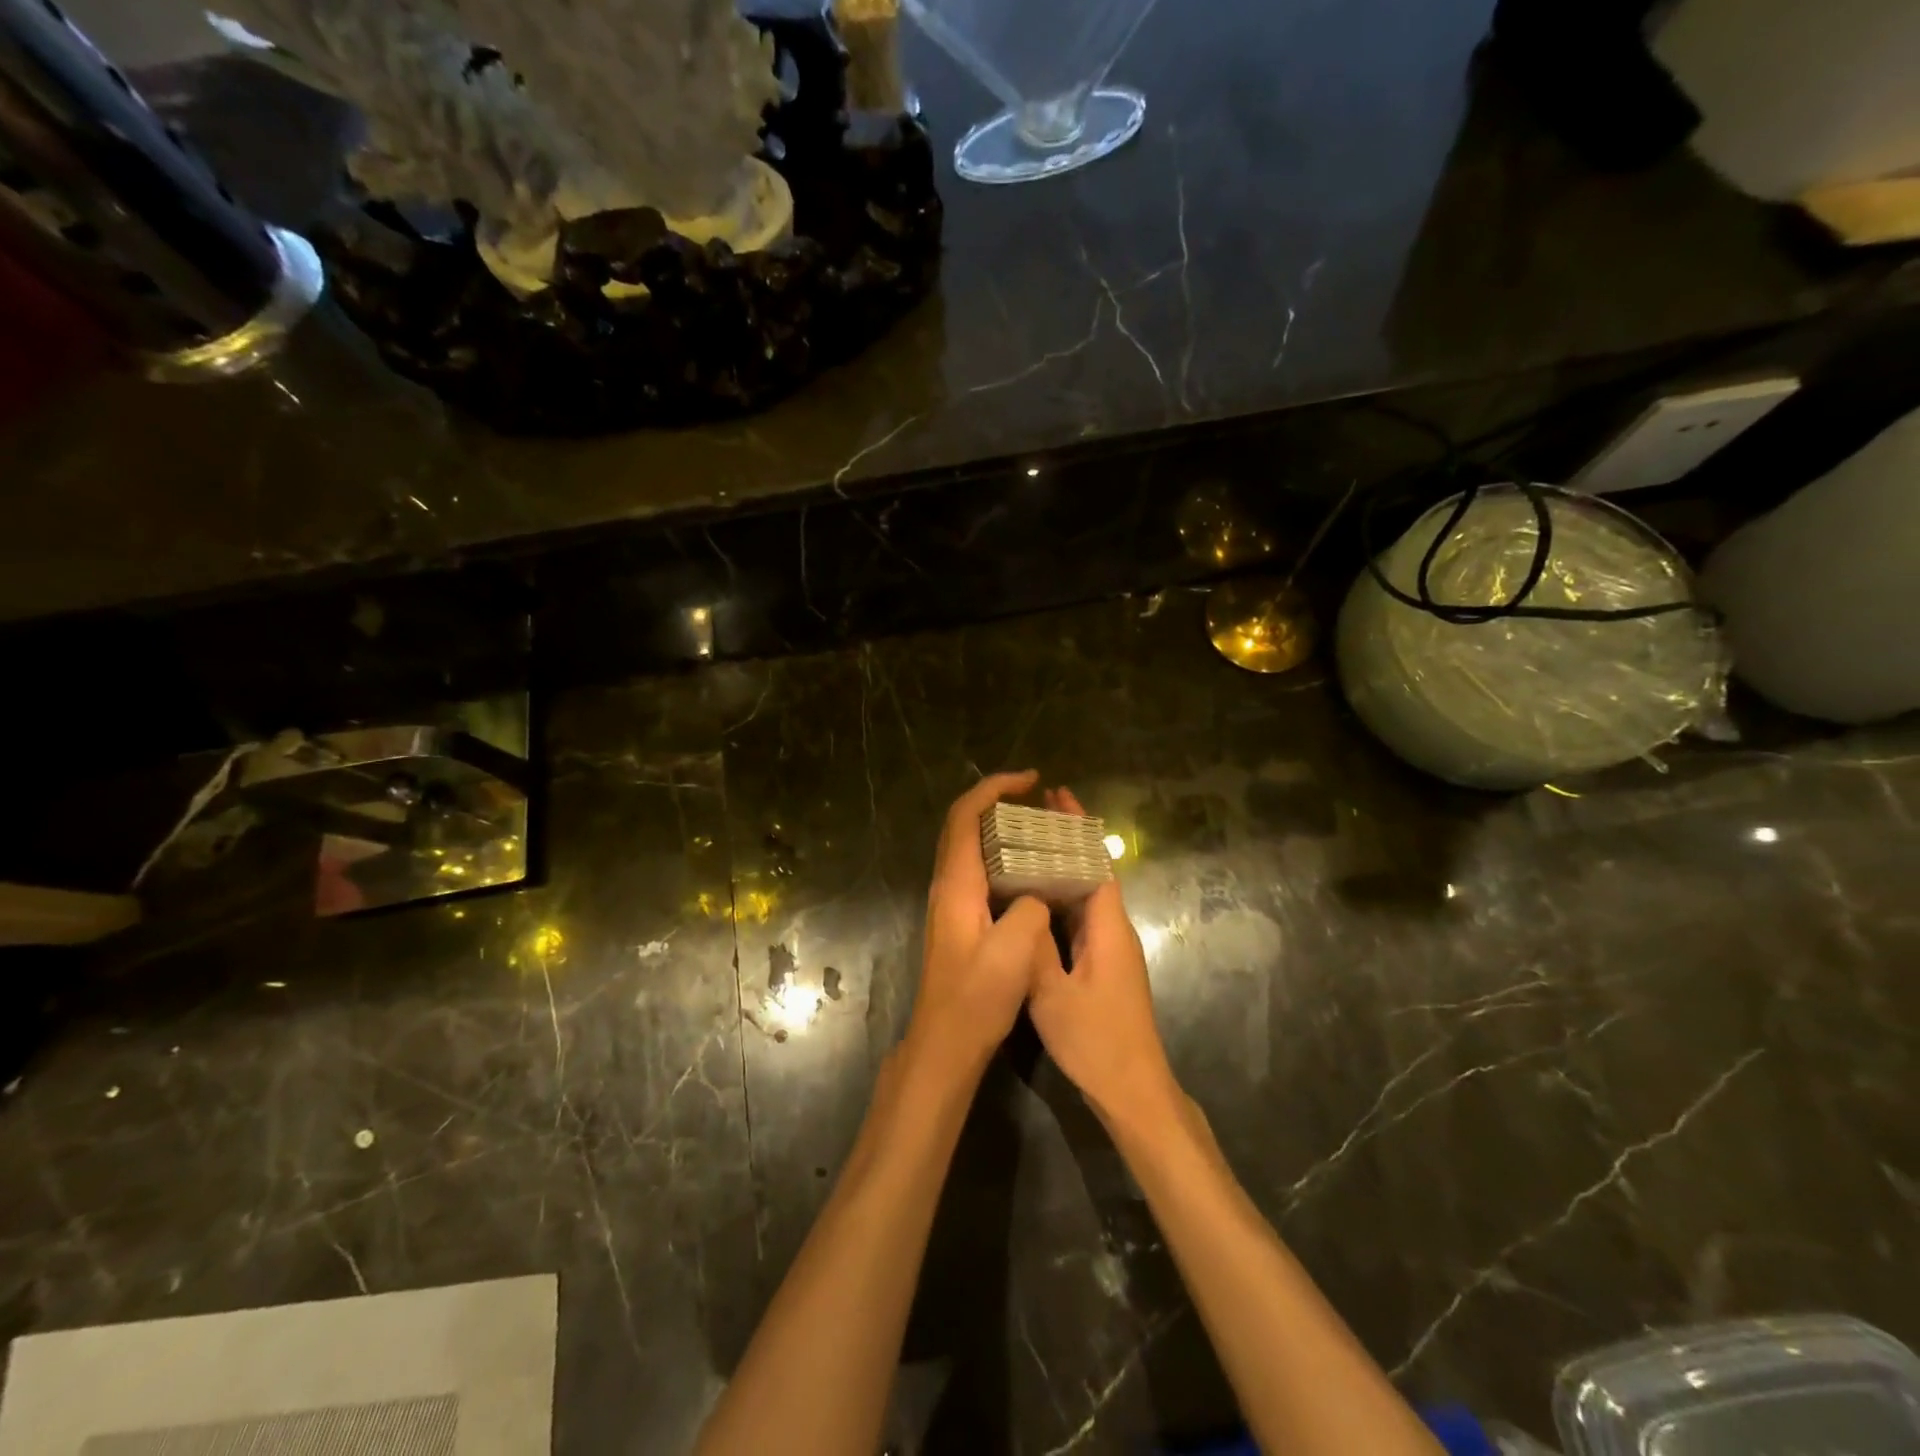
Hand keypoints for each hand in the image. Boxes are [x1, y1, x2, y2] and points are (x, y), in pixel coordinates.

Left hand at [906, 771, 1056, 1078]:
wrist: (945, 1042)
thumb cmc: (976, 998)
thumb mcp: (1014, 953)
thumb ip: (1030, 910)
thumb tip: (1036, 894)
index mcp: (956, 885)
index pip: (965, 817)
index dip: (993, 789)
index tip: (1029, 779)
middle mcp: (948, 886)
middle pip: (964, 826)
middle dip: (997, 801)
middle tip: (1037, 799)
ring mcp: (951, 903)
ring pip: (971, 848)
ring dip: (1000, 828)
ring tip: (1040, 827)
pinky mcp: (959, 921)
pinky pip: (979, 871)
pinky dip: (1003, 857)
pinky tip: (1031, 872)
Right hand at [1027, 788, 1182, 1128]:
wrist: (1133, 1090)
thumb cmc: (1096, 1040)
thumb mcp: (1053, 995)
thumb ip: (1034, 948)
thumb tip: (1020, 904)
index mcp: (1108, 926)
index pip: (1095, 862)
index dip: (1077, 827)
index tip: (1056, 795)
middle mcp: (1113, 929)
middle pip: (1091, 872)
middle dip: (1065, 840)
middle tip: (1029, 814)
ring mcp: (1110, 949)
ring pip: (1085, 896)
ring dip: (1061, 868)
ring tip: (1024, 845)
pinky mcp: (1103, 966)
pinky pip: (1080, 919)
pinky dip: (1059, 899)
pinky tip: (1034, 900)